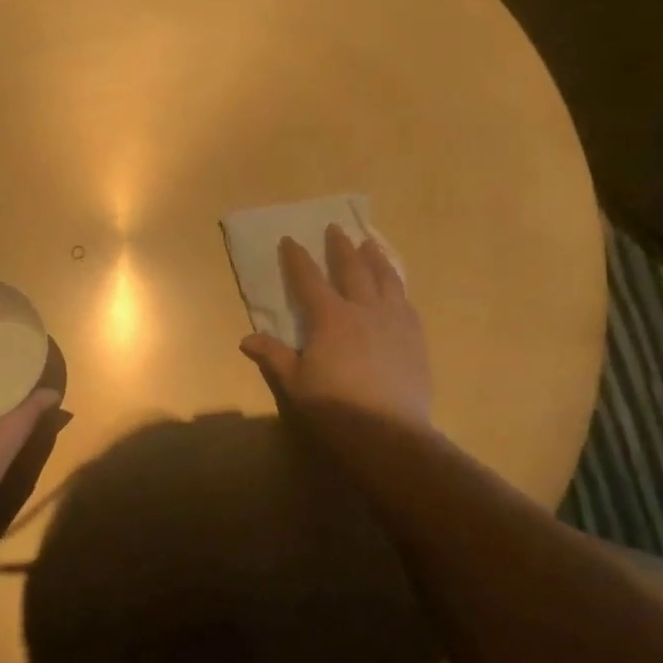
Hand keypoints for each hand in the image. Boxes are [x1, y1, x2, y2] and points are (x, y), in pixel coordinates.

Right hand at [240, 224, 433, 428]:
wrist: (389, 434)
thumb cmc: (335, 408)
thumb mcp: (295, 384)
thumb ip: (274, 356)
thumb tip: (246, 338)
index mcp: (330, 318)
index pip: (309, 279)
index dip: (297, 258)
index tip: (290, 240)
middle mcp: (364, 310)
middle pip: (352, 269)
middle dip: (340, 247)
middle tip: (335, 228)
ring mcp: (395, 322)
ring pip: (385, 279)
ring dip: (375, 258)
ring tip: (371, 244)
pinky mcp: (415, 338)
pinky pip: (406, 302)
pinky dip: (398, 287)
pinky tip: (397, 288)